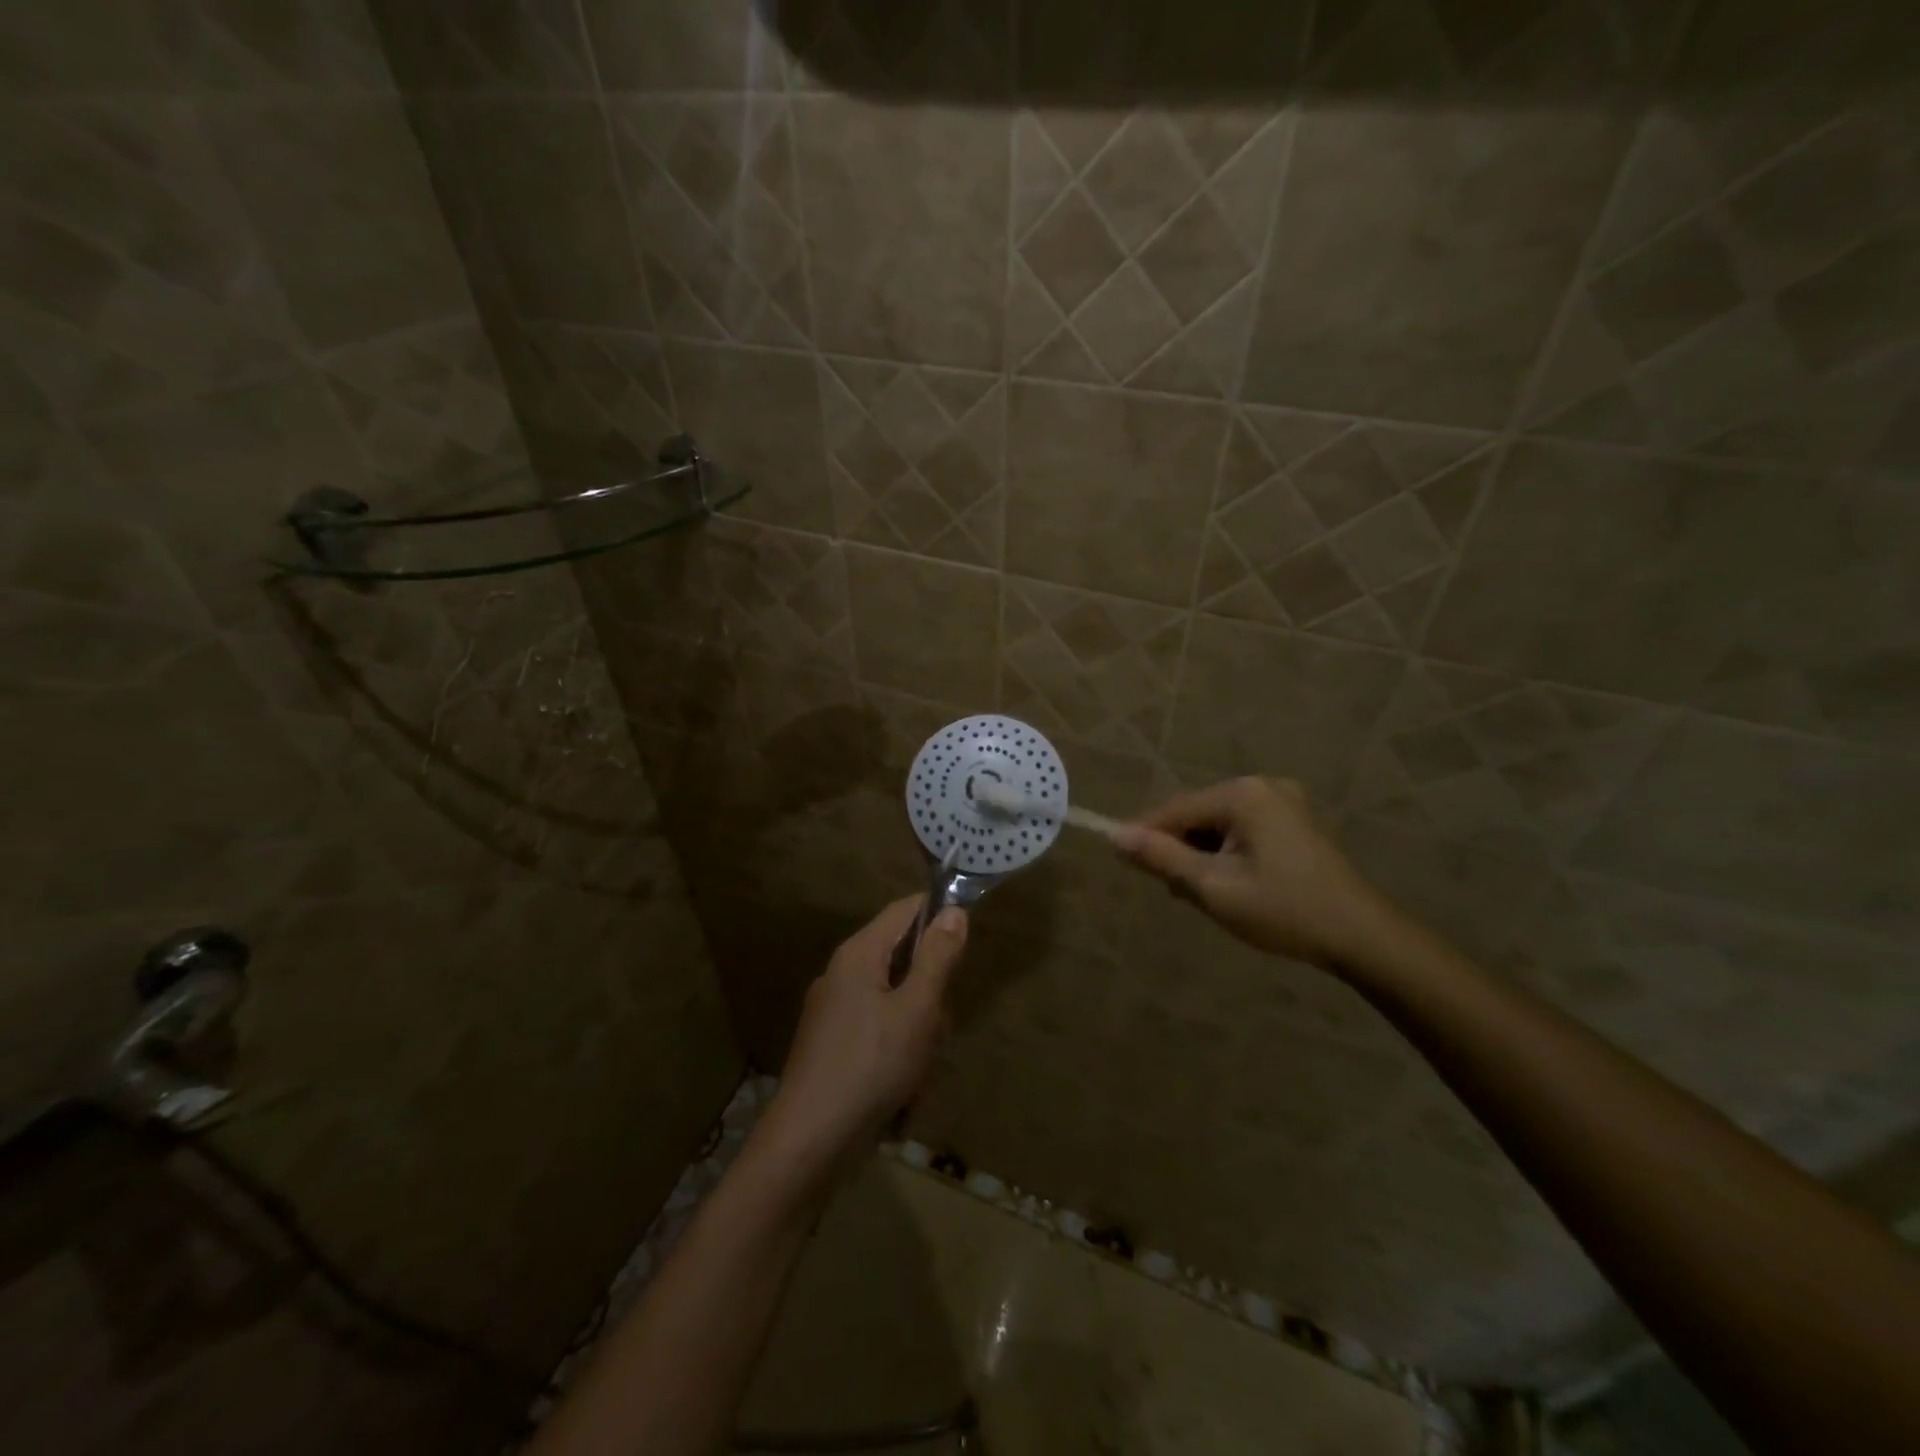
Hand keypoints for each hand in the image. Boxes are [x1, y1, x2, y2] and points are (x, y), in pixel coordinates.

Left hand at [761, 897, 968, 1170]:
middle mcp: (843, 974)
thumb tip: (953, 911)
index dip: (938, 914)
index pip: (904, 910)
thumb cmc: (871, 1065)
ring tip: (918, 1068)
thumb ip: (937, 957)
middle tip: (937, 1027)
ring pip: (897, 1002)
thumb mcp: (917, 1009)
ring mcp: (835, 1013)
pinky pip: (880, 1033)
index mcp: (858, 954)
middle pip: (904, 961)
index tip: (967, 944)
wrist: (810, 1142)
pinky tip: (902, 1090)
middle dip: (931, 993)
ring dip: (918, 1032)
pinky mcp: (834, 1046)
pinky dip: (898, 1054)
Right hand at [1112, 777, 1394, 969]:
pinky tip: (1236, 885)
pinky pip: (1240, 830)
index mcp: (1242, 794)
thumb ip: (1162, 857)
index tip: (1126, 865)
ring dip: (1204, 856)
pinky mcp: (1293, 821)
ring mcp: (1282, 801)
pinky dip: (1227, 854)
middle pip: (1195, 815)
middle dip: (1182, 851)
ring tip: (1212, 896)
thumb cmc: (1283, 911)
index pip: (1174, 810)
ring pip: (1216, 825)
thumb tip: (1115, 836)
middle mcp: (1261, 786)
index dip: (1146, 837)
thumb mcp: (1213, 887)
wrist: (1361, 937)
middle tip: (1184, 894)